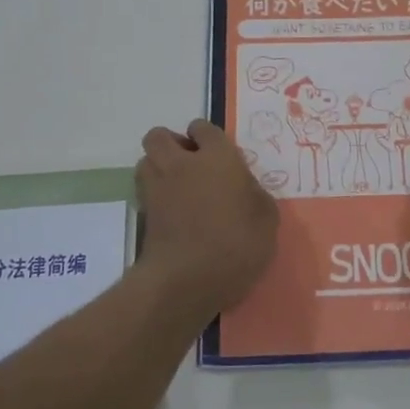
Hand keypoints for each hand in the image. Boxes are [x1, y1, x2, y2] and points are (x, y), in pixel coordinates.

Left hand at [136, 120, 278, 323]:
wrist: (186, 281)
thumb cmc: (235, 244)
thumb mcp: (267, 219)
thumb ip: (255, 195)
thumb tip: (245, 188)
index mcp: (217, 157)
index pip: (203, 128)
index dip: (207, 137)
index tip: (217, 153)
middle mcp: (182, 164)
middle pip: (160, 136)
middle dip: (171, 143)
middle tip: (190, 164)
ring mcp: (157, 188)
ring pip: (146, 160)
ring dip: (158, 167)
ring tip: (177, 186)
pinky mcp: (143, 214)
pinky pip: (144, 191)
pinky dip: (153, 195)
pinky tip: (171, 212)